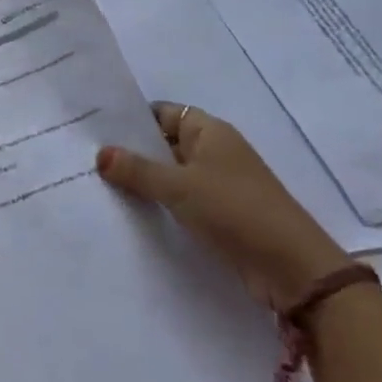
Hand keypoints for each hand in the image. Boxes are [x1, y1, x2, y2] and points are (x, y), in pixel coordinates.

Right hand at [97, 102, 353, 311]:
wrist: (293, 269)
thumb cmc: (235, 210)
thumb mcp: (179, 187)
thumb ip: (137, 170)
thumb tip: (100, 153)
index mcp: (210, 131)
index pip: (163, 113)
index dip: (133, 120)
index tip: (97, 131)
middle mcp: (216, 151)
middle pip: (166, 144)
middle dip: (133, 153)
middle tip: (89, 161)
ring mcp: (221, 184)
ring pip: (173, 175)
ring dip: (146, 182)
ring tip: (102, 188)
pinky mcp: (223, 216)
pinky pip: (184, 201)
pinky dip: (163, 205)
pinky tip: (134, 215)